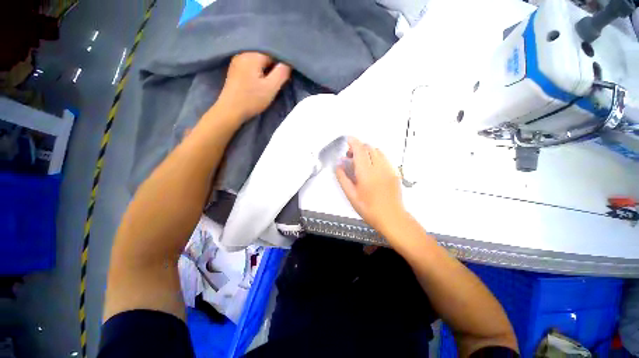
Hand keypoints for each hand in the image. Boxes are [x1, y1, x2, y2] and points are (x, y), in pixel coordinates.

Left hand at [215, 52, 290, 121]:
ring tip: (267, 83)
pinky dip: (258, 72)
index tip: (283, 78)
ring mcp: (237, 60)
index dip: (281, 65)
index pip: (273, 53)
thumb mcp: (271, 88)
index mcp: (252, 55)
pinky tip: (258, 82)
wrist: (230, 110)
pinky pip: (251, 65)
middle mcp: (243, 53)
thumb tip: (288, 63)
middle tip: (275, 83)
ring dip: (265, 70)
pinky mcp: (235, 69)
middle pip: (265, 56)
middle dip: (273, 67)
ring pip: (258, 61)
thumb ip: (282, 73)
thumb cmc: (252, 99)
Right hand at [336, 137, 406, 233]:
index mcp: (366, 173)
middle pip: (369, 148)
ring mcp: (389, 169)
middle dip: (359, 147)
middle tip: (351, 156)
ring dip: (368, 151)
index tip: (348, 140)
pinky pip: (384, 158)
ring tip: (361, 161)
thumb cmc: (369, 209)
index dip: (353, 142)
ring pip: (378, 151)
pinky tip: (372, 166)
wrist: (391, 217)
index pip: (360, 150)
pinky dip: (376, 156)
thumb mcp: (351, 195)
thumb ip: (343, 178)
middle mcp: (379, 168)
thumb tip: (339, 165)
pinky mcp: (395, 172)